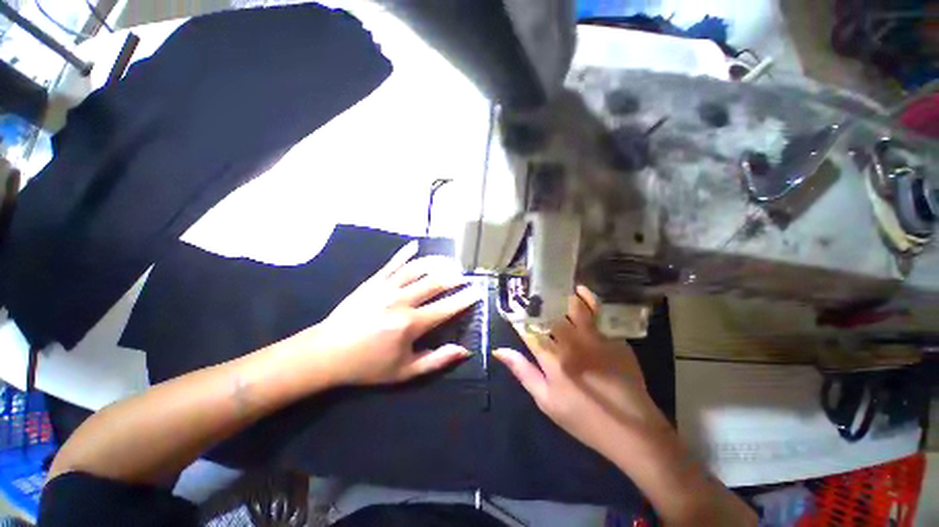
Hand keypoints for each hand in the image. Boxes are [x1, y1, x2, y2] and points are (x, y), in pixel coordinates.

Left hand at [303, 241, 479, 385]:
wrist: (326, 354)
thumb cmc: (368, 366)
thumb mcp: (404, 372)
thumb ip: (436, 361)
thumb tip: (463, 350)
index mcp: (410, 324)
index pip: (446, 308)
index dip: (464, 299)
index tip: (477, 291)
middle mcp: (401, 301)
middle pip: (435, 282)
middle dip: (454, 277)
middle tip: (464, 275)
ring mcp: (385, 288)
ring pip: (417, 268)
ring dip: (436, 262)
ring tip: (449, 261)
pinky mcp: (372, 282)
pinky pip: (392, 263)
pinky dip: (405, 253)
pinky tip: (415, 245)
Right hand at [493, 286, 668, 456]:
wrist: (632, 430)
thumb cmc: (583, 418)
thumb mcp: (546, 401)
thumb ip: (523, 372)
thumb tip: (499, 350)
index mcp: (552, 359)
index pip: (528, 330)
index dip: (518, 317)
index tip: (512, 306)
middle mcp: (571, 343)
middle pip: (551, 313)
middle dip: (538, 301)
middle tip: (532, 292)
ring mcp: (594, 338)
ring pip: (575, 306)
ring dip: (563, 294)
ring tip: (554, 286)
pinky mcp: (614, 338)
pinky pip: (598, 312)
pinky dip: (588, 299)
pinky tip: (581, 292)